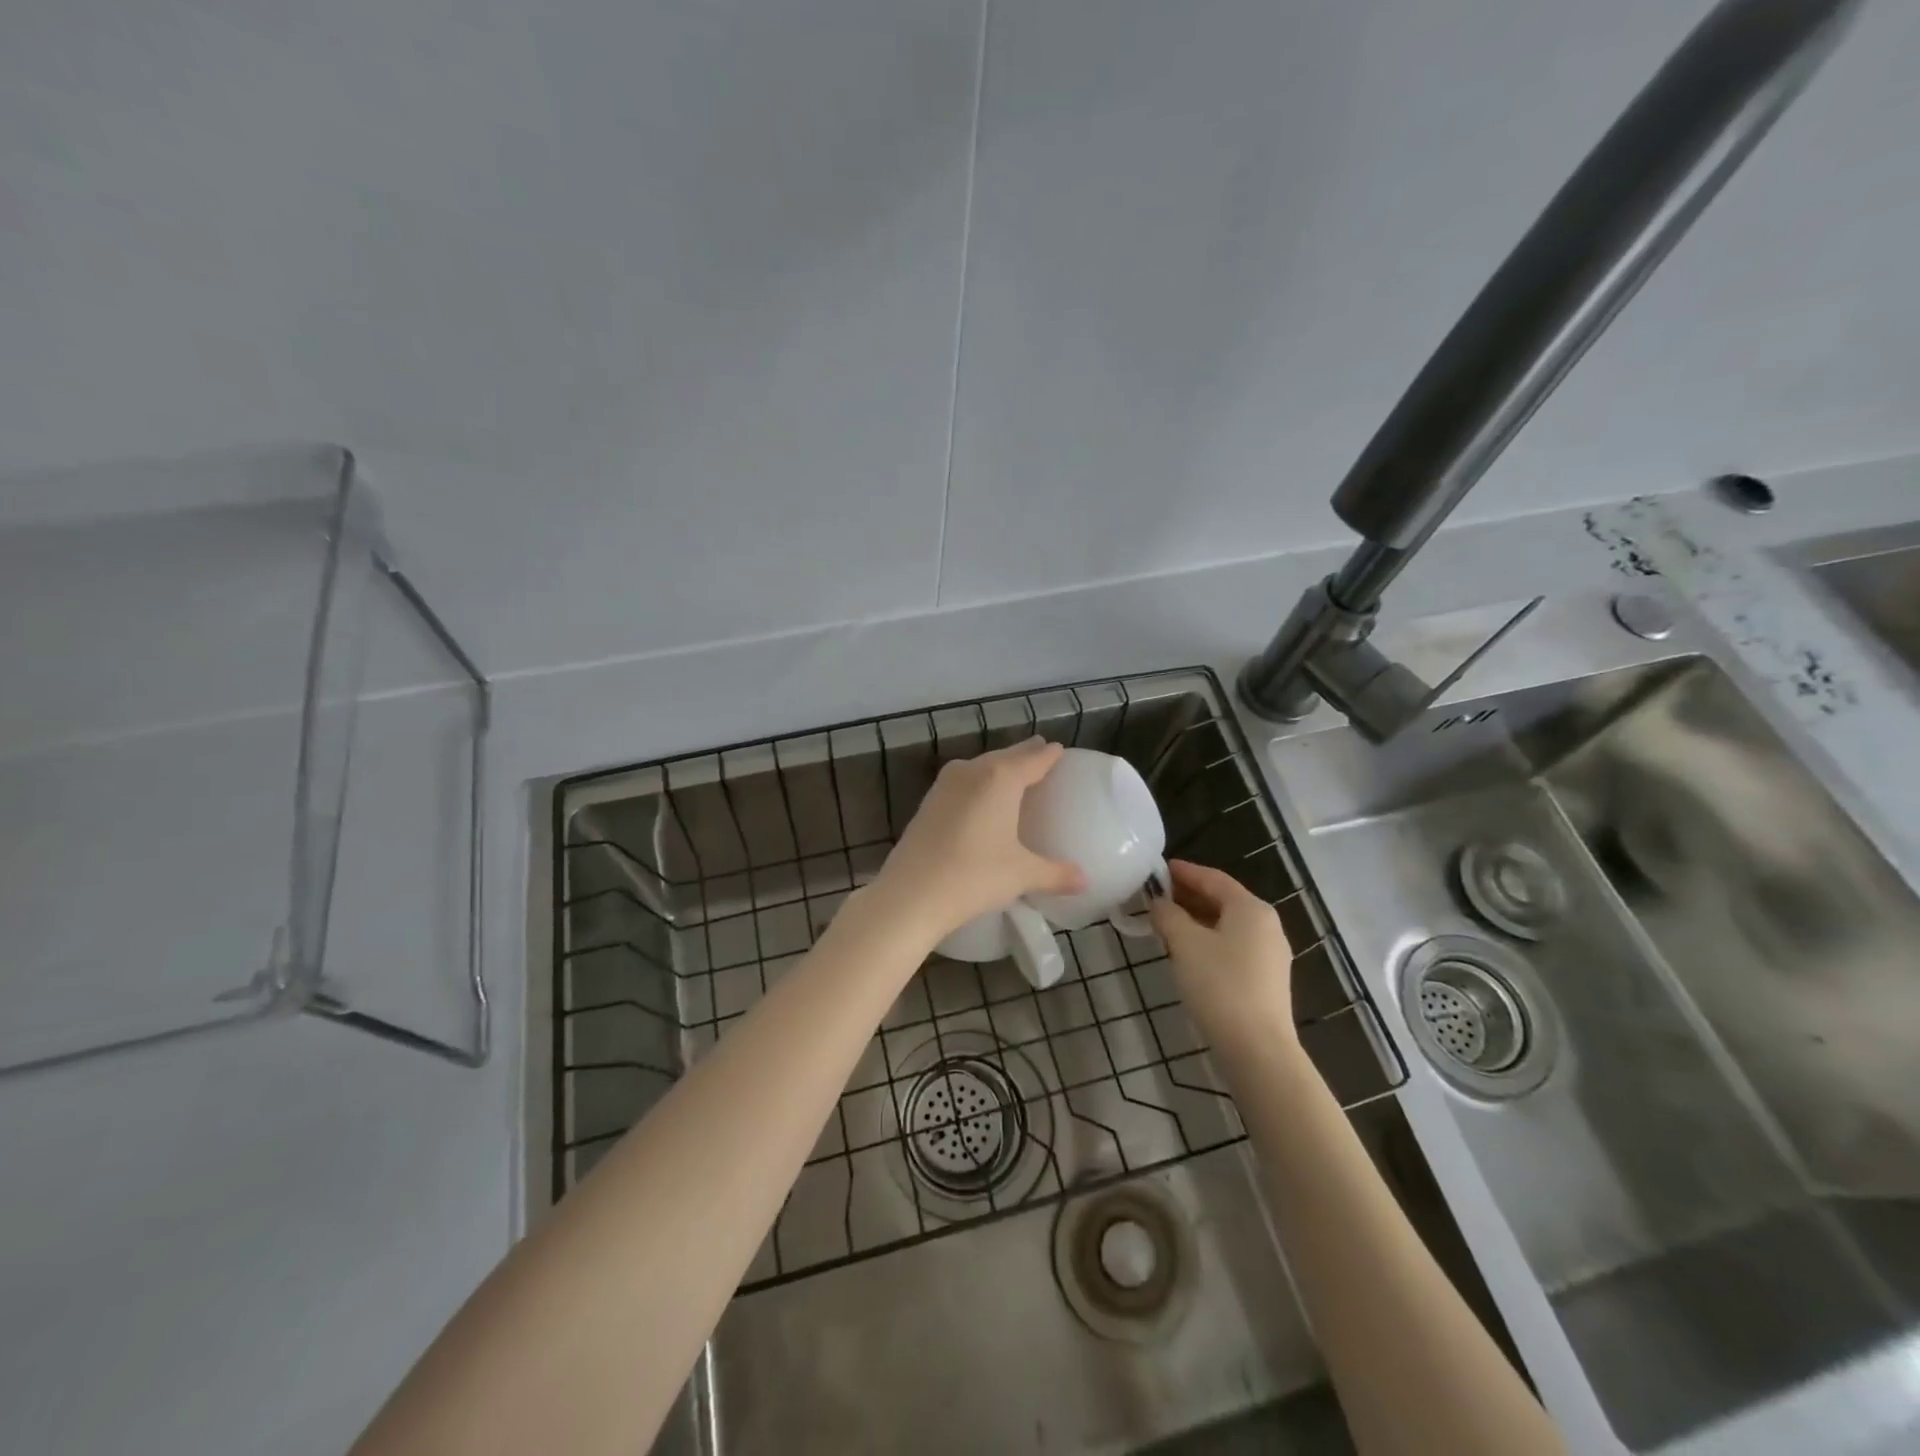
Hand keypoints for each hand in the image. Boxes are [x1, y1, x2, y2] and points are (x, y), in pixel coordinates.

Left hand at [866, 737, 1086, 944]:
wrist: (911, 894)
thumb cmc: (974, 876)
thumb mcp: (1021, 875)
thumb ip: (1055, 874)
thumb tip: (1084, 881)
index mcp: (1001, 778)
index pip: (1033, 759)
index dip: (1048, 755)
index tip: (1059, 749)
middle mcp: (972, 771)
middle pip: (1005, 756)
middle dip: (1024, 754)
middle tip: (1040, 752)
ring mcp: (945, 785)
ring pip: (980, 766)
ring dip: (997, 766)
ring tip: (1013, 772)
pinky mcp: (928, 802)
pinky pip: (962, 782)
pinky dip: (977, 783)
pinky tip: (979, 798)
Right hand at [1148, 860, 1297, 1054]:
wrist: (1257, 1049)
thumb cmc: (1219, 985)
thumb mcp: (1185, 944)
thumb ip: (1168, 916)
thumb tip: (1159, 903)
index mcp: (1251, 909)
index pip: (1213, 878)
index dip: (1184, 872)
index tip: (1158, 869)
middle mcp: (1266, 925)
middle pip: (1223, 900)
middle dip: (1188, 896)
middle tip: (1156, 897)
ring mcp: (1270, 954)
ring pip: (1227, 925)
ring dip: (1196, 920)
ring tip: (1166, 923)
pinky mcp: (1266, 979)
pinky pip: (1233, 946)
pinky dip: (1209, 940)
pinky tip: (1187, 952)